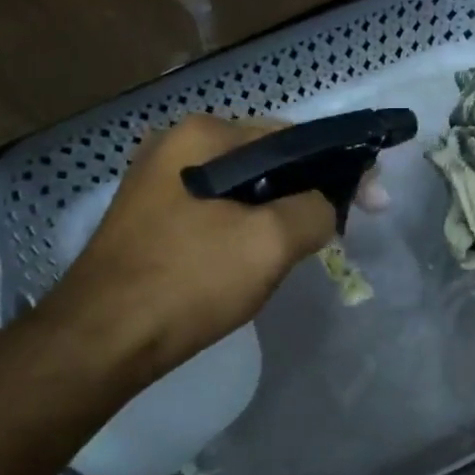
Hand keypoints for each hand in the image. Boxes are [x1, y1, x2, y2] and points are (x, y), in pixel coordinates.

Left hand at [39, 113, 379, 385]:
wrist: (100, 339)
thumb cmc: (188, 280)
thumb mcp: (269, 242)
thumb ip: (315, 210)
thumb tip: (326, 206)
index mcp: (203, 135)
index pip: (291, 137)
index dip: (339, 166)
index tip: (374, 201)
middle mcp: (176, 146)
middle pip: (265, 161)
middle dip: (307, 190)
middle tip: (342, 226)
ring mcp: (157, 184)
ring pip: (240, 190)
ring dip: (277, 212)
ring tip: (305, 245)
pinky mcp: (149, 220)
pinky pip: (215, 213)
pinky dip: (245, 228)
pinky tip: (257, 257)